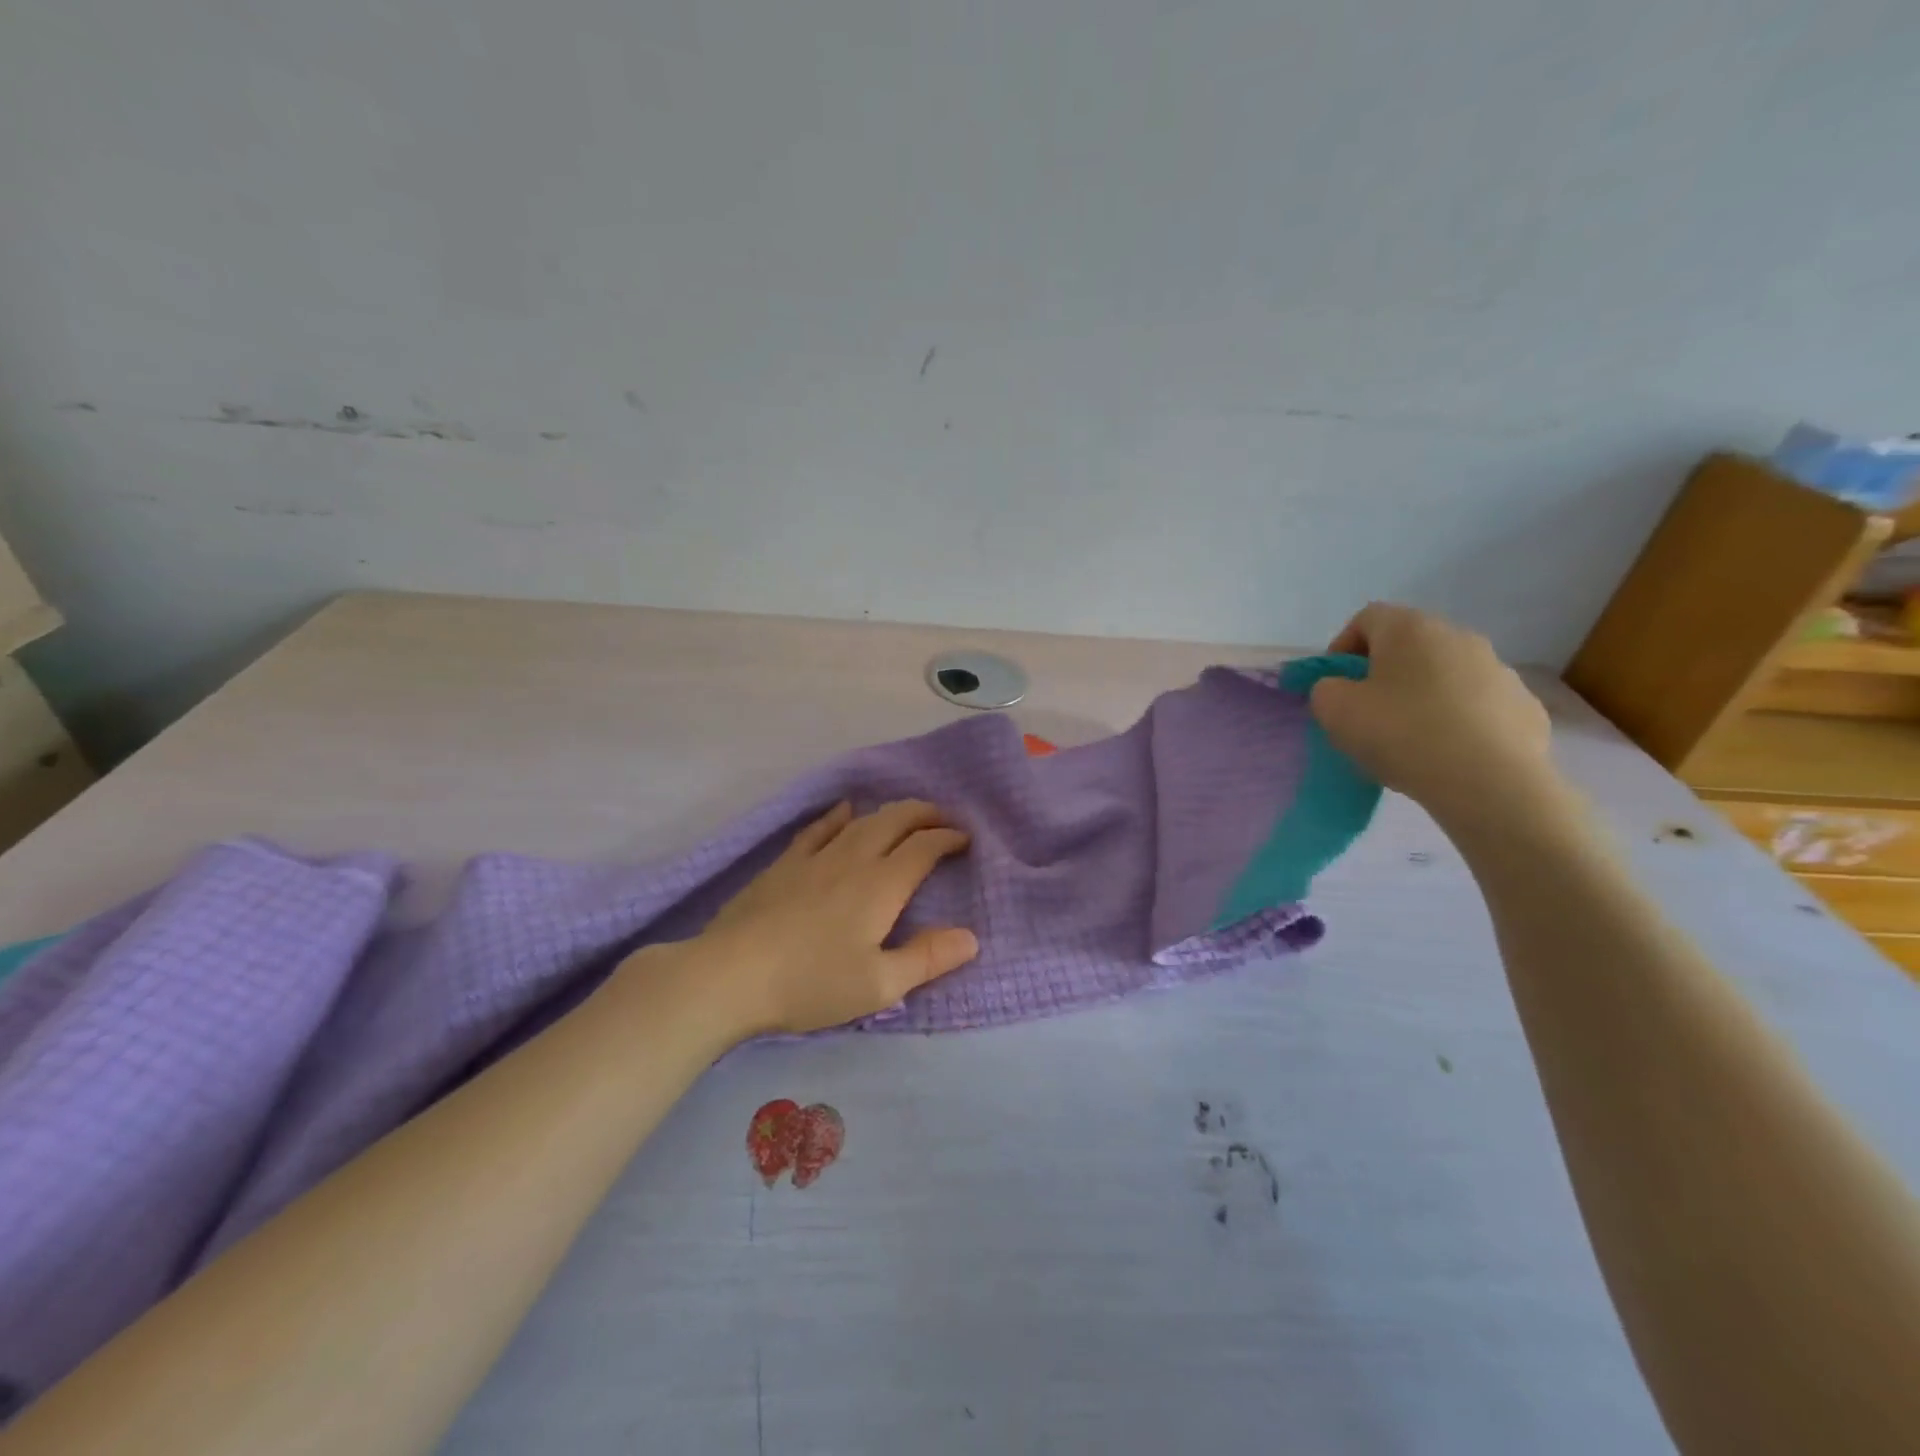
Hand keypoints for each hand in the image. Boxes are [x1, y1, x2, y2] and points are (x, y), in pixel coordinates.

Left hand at [694, 800, 978, 1034]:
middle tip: (943, 818)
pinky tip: (844, 811)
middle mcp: (854, 859)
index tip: (965, 839)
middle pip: (896, 820)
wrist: (731, 974)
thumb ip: (927, 958)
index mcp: (882, 885)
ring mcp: (816, 856)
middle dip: (925, 814)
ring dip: (890, 812)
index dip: (948, 838)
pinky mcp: (785, 863)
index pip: (924, 848)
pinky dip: (839, 815)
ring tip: (905, 814)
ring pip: (862, 820)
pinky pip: (819, 827)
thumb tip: (972, 937)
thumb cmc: (811, 983)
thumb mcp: (879, 985)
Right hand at [1309, 603, 1554, 829]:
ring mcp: (1499, 671)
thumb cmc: (1401, 734)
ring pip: (1445, 676)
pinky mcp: (1525, 707)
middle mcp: (1459, 637)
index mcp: (1411, 629)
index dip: (1342, 649)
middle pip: (1409, 646)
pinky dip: (1459, 722)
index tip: (1336, 686)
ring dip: (1423, 697)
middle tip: (1367, 714)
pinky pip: (1478, 706)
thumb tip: (1342, 689)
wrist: (1489, 783)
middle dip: (1384, 674)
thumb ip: (1326, 689)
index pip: (1367, 619)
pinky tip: (1447, 754)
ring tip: (1409, 740)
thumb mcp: (1334, 710)